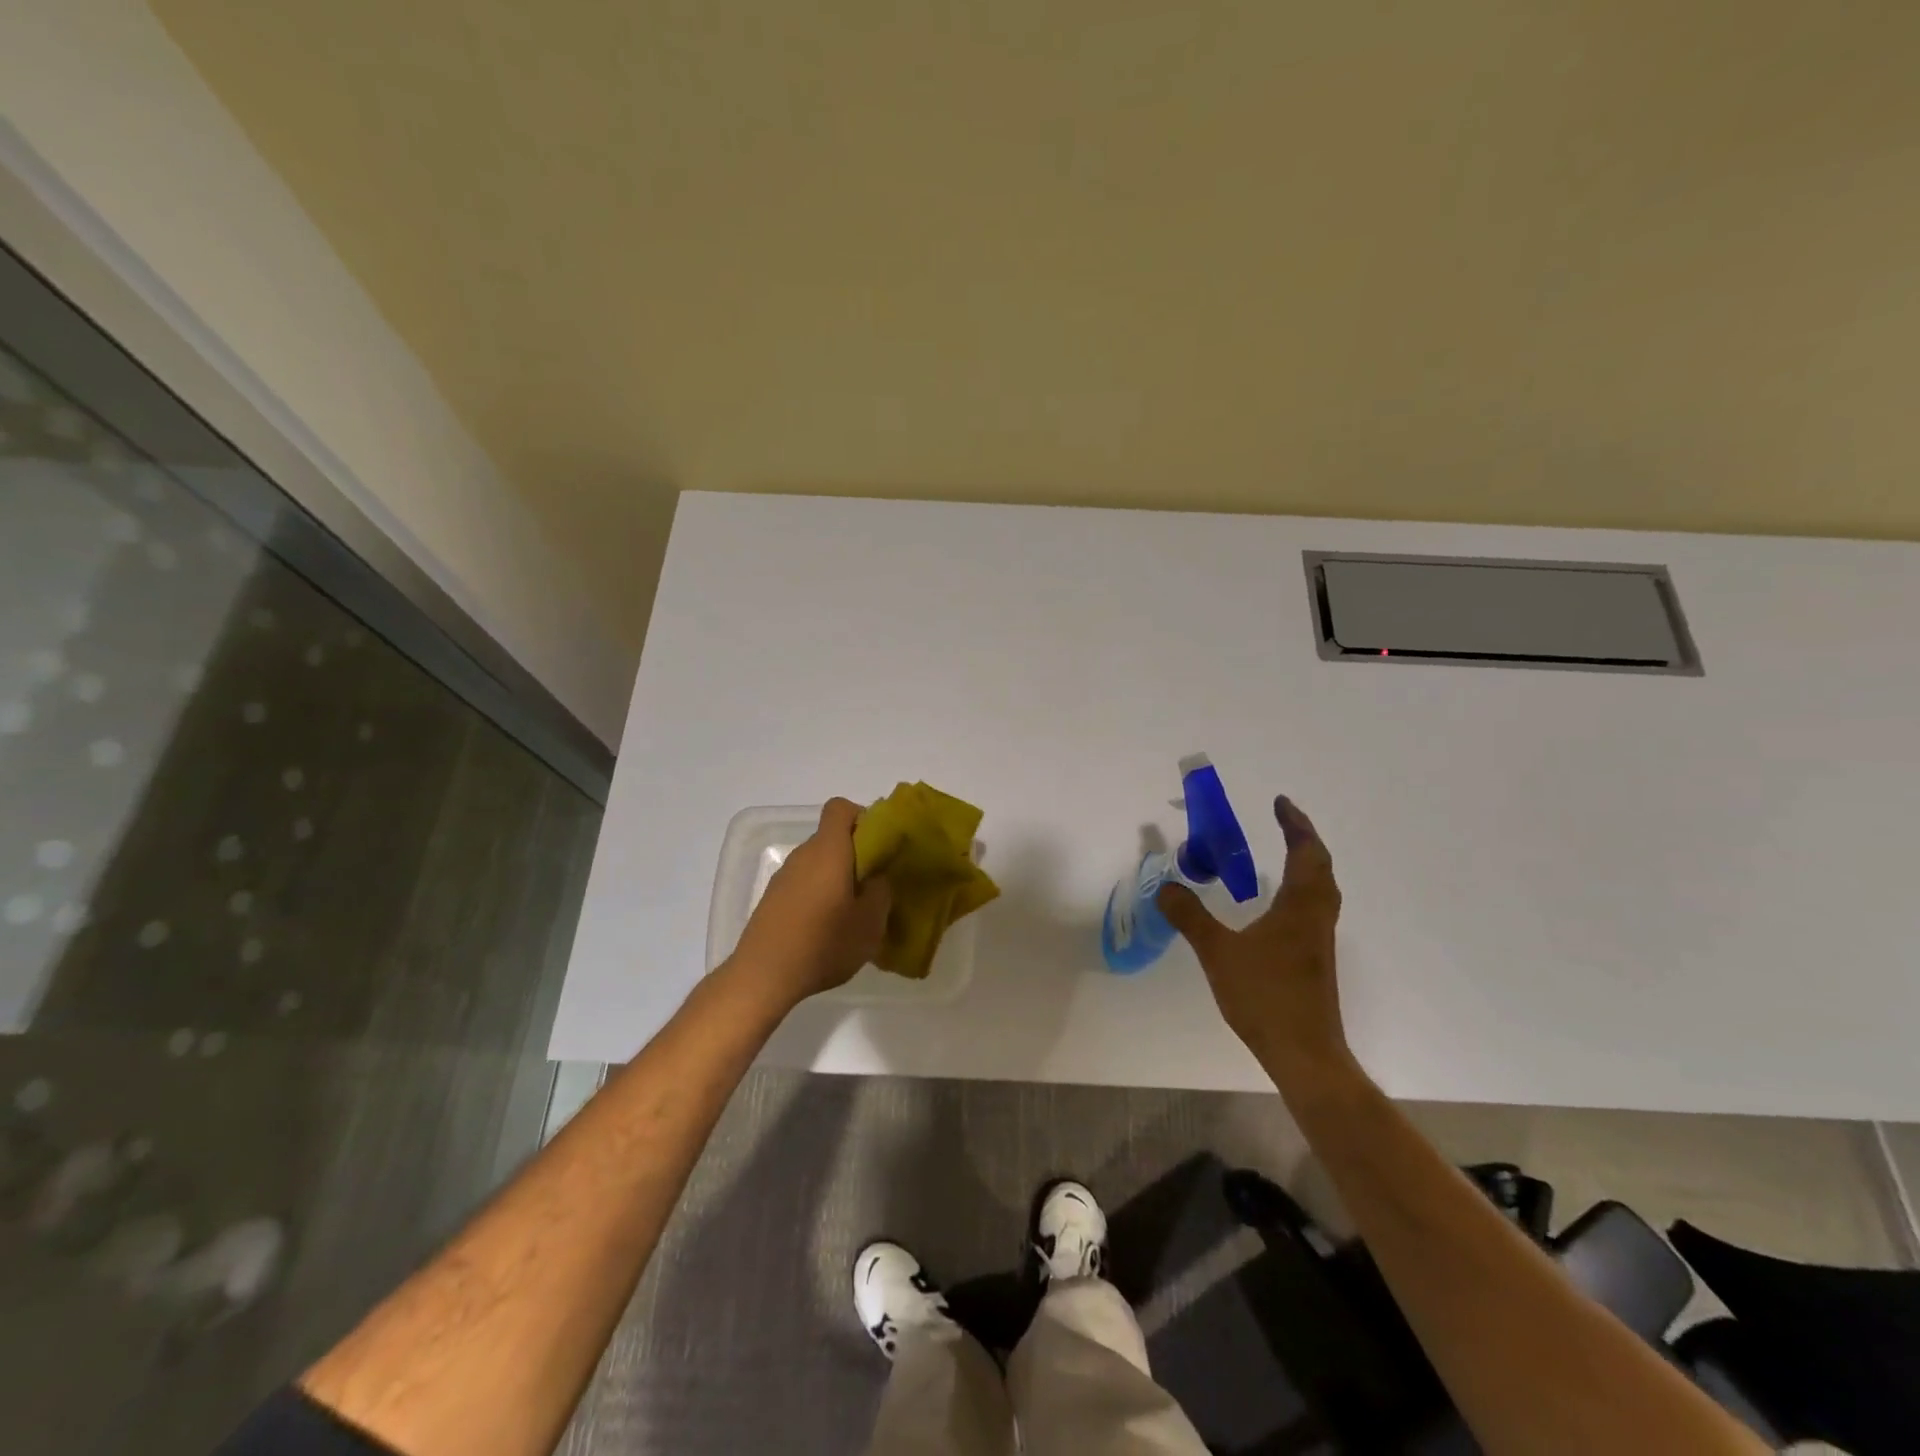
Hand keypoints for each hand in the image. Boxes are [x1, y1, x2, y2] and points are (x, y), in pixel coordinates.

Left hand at [725, 798, 890, 1012]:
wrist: (763, 976)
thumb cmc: (823, 943)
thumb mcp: (870, 923)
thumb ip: (881, 891)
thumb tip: (878, 877)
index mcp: (829, 850)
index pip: (840, 808)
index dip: (862, 817)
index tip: (879, 844)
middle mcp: (803, 855)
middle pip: (832, 837)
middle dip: (856, 854)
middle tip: (875, 885)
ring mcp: (784, 877)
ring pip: (818, 863)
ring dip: (837, 877)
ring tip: (853, 912)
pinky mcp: (772, 899)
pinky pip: (803, 883)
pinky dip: (819, 894)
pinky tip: (827, 928)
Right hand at [1157, 796, 1349, 1080]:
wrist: (1304, 1052)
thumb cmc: (1265, 996)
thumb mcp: (1218, 952)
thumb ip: (1191, 917)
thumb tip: (1166, 886)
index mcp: (1299, 906)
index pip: (1304, 853)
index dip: (1294, 825)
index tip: (1280, 802)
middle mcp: (1316, 916)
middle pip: (1320, 866)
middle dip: (1303, 839)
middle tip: (1283, 820)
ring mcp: (1319, 939)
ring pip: (1321, 888)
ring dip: (1307, 863)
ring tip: (1284, 852)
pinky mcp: (1315, 958)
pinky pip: (1313, 907)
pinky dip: (1301, 888)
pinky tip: (1278, 903)